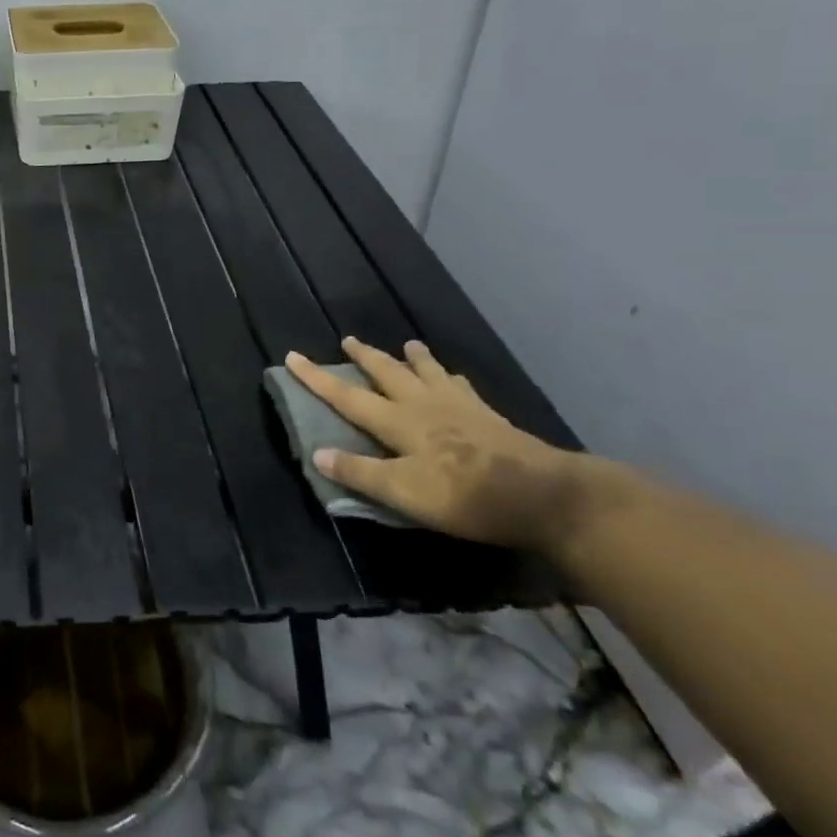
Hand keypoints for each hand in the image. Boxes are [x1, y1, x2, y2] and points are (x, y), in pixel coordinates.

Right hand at [286, 337, 603, 554]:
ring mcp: (459, 407)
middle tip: (349, 340)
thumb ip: (360, 473)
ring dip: (412, 358)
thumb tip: (316, 453)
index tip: (293, 356)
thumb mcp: (404, 493)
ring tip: (408, 344)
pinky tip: (454, 379)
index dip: (317, 378)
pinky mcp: (489, 417)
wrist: (543, 496)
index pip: (347, 396)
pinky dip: (450, 377)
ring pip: (428, 373)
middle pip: (388, 373)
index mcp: (398, 422)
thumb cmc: (465, 495)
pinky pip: (462, 387)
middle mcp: (423, 405)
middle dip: (365, 357)